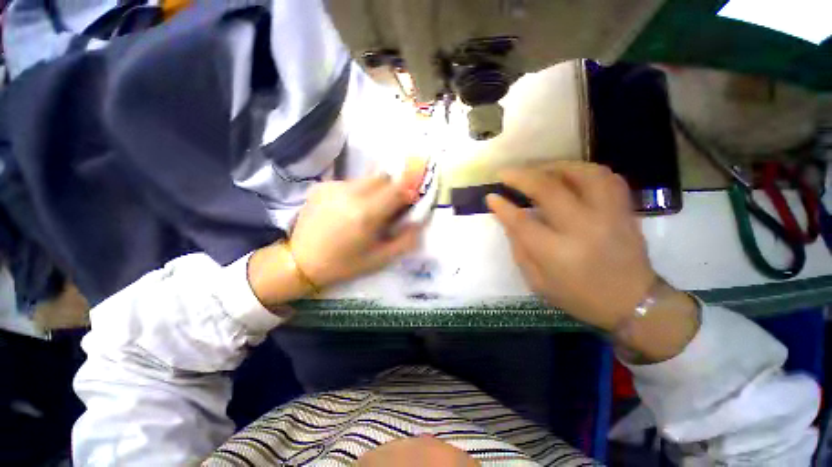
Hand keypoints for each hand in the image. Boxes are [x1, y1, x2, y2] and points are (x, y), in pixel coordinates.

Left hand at [290, 173, 421, 287]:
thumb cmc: (344, 263)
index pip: (398, 188)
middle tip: (388, 208)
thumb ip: (405, 241)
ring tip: (366, 210)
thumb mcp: (380, 259)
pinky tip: (347, 209)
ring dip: (375, 190)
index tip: (411, 199)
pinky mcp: (322, 186)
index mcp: (367, 213)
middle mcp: (351, 193)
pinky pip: (349, 182)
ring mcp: (334, 187)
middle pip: (383, 178)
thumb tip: (420, 222)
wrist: (300, 261)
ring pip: (367, 179)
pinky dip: (357, 192)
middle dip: (392, 189)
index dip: (410, 189)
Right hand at [486, 161, 655, 330]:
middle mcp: (583, 229)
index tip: (490, 196)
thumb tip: (509, 220)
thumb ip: (520, 249)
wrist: (633, 303)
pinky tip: (568, 173)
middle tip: (505, 172)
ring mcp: (609, 216)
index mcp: (557, 254)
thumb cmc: (578, 297)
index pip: (522, 222)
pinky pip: (606, 177)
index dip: (502, 207)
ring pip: (582, 174)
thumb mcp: (537, 282)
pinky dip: (583, 170)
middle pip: (549, 189)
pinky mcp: (624, 210)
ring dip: (554, 166)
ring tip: (537, 169)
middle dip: (521, 176)